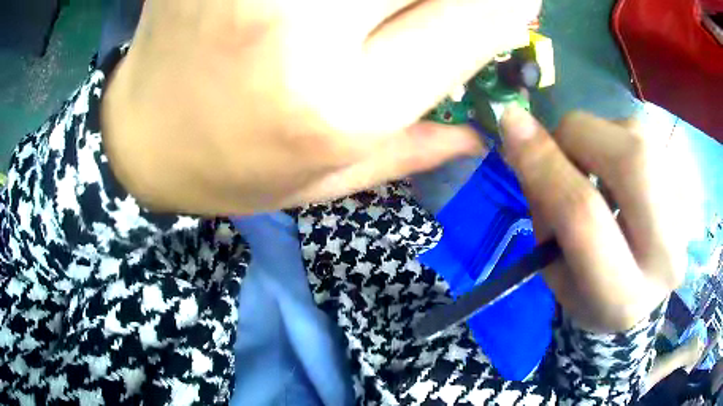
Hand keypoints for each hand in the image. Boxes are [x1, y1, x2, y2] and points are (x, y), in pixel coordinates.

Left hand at [101, 0, 539, 214]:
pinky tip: (313, 12)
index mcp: (342, 101)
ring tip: (365, 20)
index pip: (476, 18)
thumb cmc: (228, 169)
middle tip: (438, 9)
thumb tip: (485, 129)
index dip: (512, 1)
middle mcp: (301, 24)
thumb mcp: (325, 181)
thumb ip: (416, 148)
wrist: (141, 140)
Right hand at [500, 107, 685, 332]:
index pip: (585, 216)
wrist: (643, 297)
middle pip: (632, 161)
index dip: (546, 165)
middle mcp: (666, 255)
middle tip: (562, 147)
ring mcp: (687, 217)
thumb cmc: (591, 292)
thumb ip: (544, 207)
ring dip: (602, 138)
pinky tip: (621, 173)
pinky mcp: (691, 189)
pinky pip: (651, 137)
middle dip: (581, 136)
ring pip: (640, 138)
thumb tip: (521, 131)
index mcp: (622, 296)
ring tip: (596, 169)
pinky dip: (622, 140)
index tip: (510, 123)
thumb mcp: (556, 269)